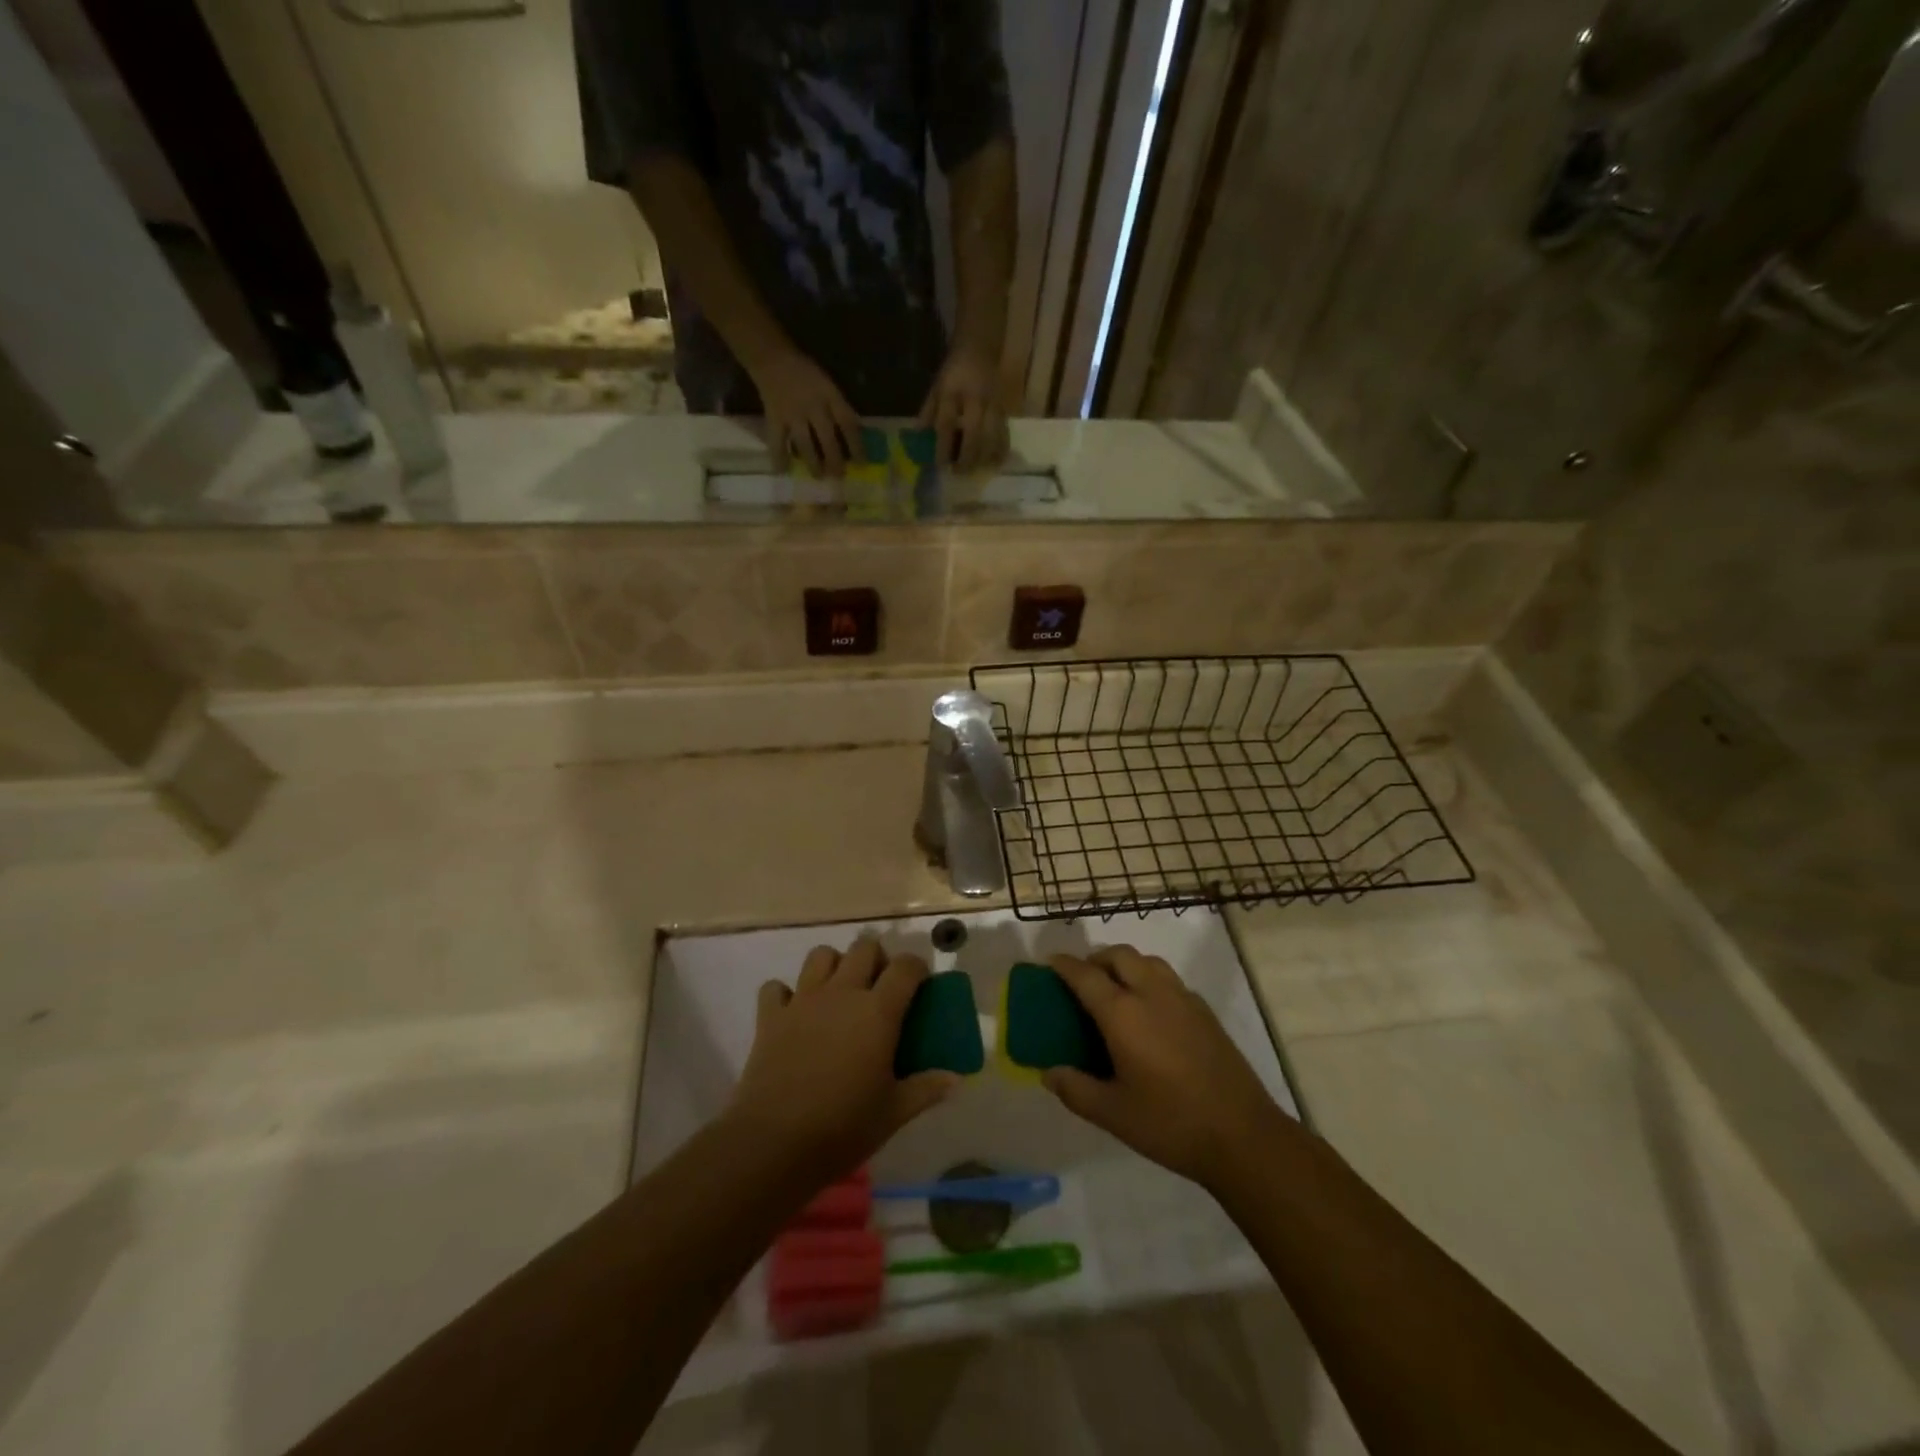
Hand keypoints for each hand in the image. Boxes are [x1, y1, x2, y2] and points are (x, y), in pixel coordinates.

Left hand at [728, 940, 958, 1184]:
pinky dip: (785, 995)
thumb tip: (955, 1080)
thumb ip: (926, 1089)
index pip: (906, 967)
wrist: (774, 1143)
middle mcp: (842, 993)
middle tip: (880, 989)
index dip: (917, 969)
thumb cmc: (843, 1127)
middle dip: (877, 959)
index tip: (921, 986)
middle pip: (864, 947)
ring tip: (839, 994)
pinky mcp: (770, 1016)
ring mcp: (803, 1000)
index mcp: (878, 1011)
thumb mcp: (894, 1113)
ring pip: (820, 955)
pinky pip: (776, 987)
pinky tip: (794, 1015)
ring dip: (833, 966)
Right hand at [752, 349, 862, 475]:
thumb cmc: (805, 373)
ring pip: (805, 444)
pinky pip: (777, 442)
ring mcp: (792, 414)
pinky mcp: (774, 418)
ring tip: (819, 475)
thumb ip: (839, 407)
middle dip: (835, 460)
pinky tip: (783, 470)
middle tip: (839, 475)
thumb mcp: (828, 385)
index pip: (848, 423)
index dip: (857, 445)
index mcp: (829, 395)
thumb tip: (856, 434)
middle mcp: (813, 406)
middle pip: (827, 439)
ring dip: (813, 463)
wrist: (772, 358)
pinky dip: (779, 457)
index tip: (862, 463)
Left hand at [918, 345, 1008, 473]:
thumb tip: (918, 440)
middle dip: (966, 458)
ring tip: (974, 470)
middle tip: (958, 472)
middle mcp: (974, 399)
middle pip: (973, 434)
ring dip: (983, 458)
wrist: (980, 349)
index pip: (946, 424)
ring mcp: (993, 404)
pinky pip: (1005, 434)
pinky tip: (993, 463)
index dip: (943, 447)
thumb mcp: (936, 387)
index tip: (939, 465)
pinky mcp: (1005, 409)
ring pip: (992, 437)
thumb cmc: (954, 372)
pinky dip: (1000, 451)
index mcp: (952, 392)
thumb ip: (928, 413)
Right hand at [1043, 947, 1288, 1191]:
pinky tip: (1151, 1013)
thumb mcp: (1113, 1114)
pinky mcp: (1205, 1012)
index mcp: (1123, 1014)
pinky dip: (1150, 980)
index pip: (1085, 975)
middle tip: (1082, 979)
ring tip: (1115, 990)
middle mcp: (1151, 994)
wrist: (1242, 1135)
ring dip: (1125, 965)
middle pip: (1119, 955)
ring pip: (1148, 962)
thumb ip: (1075, 1089)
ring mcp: (1183, 999)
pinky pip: (1169, 979)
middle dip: (1096, 959)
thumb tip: (1049, 1072)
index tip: (1049, 963)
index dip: (1064, 965)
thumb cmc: (1170, 1123)